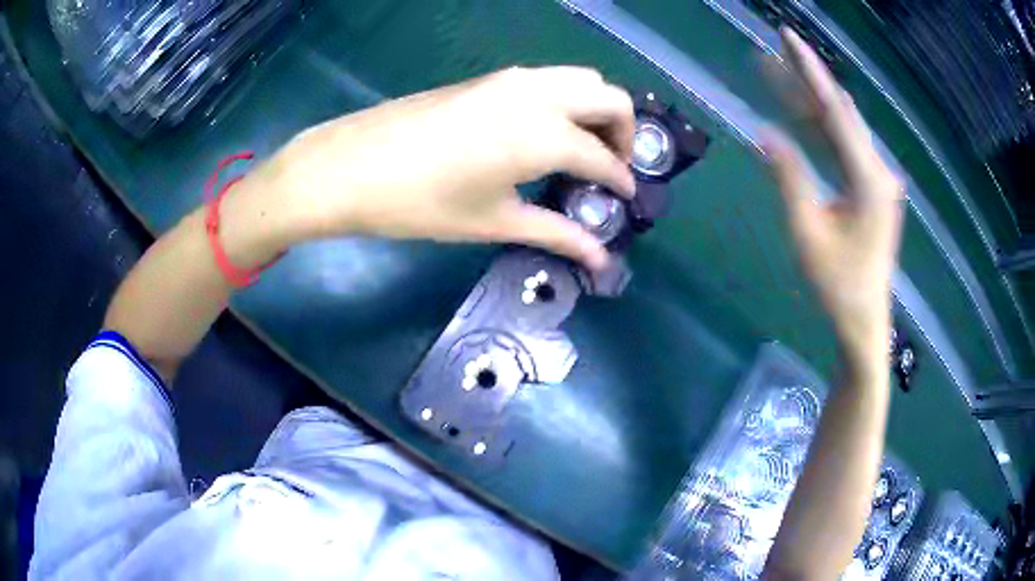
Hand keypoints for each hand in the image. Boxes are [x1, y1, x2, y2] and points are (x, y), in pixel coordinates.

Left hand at [265, 66, 635, 269]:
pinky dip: (567, 101)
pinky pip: (550, 80)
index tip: (626, 200)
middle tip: (611, 168)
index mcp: (544, 134)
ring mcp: (513, 79)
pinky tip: (548, 133)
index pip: (604, 156)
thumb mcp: (494, 221)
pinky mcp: (490, 78)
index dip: (621, 181)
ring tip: (584, 149)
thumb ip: (557, 234)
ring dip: (597, 110)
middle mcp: (539, 94)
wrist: (350, 167)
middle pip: (610, 97)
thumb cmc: (421, 202)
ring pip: (582, 80)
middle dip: (624, 132)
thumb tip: (601, 261)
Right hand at [764, 29, 903, 364]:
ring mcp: (877, 179)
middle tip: (775, 46)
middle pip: (839, 112)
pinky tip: (800, 109)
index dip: (809, 73)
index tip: (787, 38)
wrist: (863, 321)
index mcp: (869, 180)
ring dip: (811, 99)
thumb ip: (789, 179)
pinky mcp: (871, 188)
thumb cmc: (836, 287)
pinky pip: (844, 146)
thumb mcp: (807, 234)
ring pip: (842, 127)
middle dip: (807, 77)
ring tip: (778, 71)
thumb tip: (764, 132)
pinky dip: (821, 127)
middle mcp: (878, 171)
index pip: (836, 113)